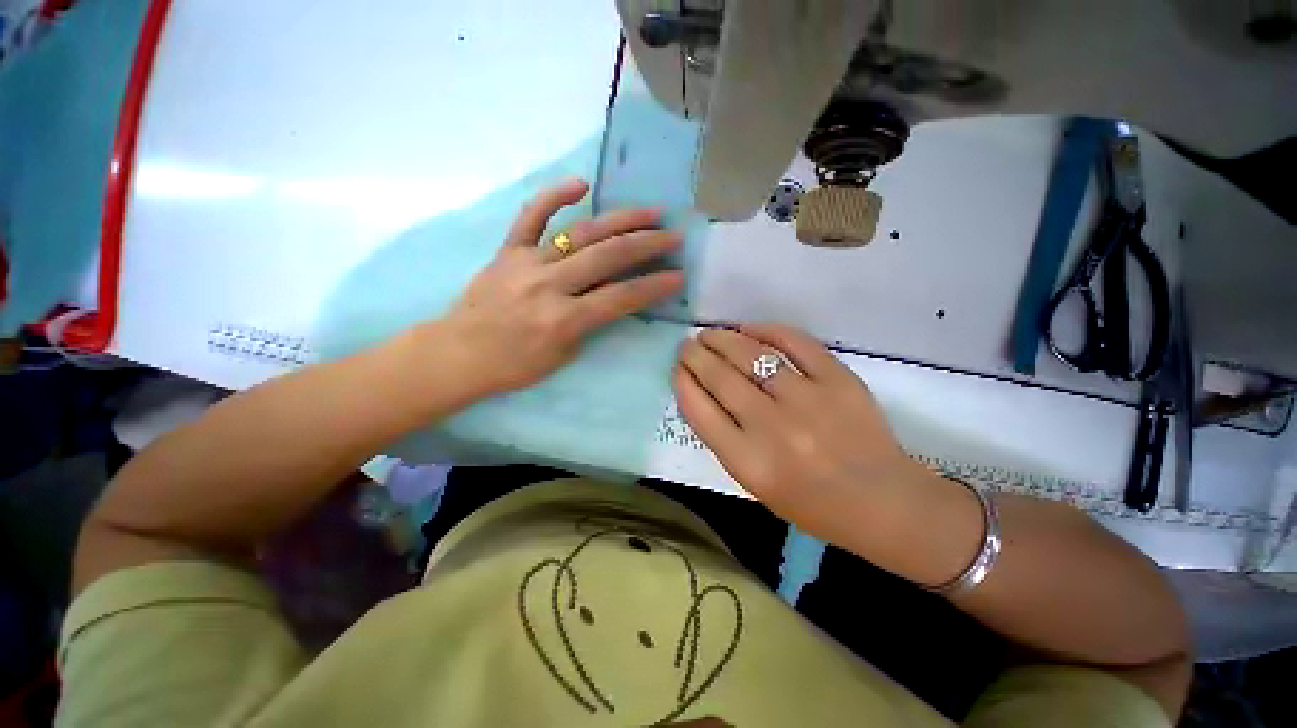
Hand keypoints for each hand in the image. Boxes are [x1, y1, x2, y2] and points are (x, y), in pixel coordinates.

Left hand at [436, 178, 683, 397]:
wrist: (458, 354)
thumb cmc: (513, 366)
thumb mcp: (562, 357)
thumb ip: (590, 325)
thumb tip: (611, 299)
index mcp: (564, 319)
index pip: (622, 297)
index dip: (654, 286)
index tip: (678, 276)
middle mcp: (550, 285)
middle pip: (608, 257)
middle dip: (648, 245)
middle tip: (673, 236)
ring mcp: (528, 262)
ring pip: (581, 233)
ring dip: (620, 220)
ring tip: (650, 211)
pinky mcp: (508, 250)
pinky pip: (531, 216)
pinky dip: (554, 196)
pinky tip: (581, 184)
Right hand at [674, 325, 945, 551]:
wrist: (883, 503)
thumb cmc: (811, 503)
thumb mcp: (754, 483)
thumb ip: (725, 439)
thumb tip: (703, 392)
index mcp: (749, 462)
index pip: (699, 410)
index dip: (683, 382)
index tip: (678, 368)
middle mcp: (773, 428)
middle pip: (720, 377)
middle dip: (696, 355)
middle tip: (687, 345)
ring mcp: (808, 400)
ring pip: (751, 354)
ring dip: (723, 338)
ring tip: (710, 333)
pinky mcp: (839, 380)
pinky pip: (795, 343)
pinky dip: (766, 330)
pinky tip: (748, 329)